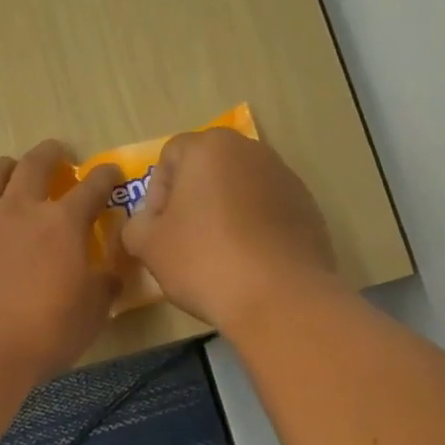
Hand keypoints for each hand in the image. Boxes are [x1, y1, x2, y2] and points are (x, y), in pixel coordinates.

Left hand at [0, 141, 123, 382]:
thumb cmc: (41, 335)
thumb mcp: (90, 316)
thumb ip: (102, 287)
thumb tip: (109, 275)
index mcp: (62, 224)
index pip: (92, 188)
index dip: (104, 176)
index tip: (110, 172)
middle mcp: (18, 209)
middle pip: (35, 164)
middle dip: (50, 154)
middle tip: (57, 156)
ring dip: (4, 168)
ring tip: (9, 172)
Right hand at [119, 129, 336, 331]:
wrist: (280, 297)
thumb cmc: (204, 261)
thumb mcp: (148, 246)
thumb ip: (136, 225)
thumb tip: (146, 223)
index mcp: (210, 147)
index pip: (170, 157)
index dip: (156, 194)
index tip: (159, 230)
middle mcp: (252, 151)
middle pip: (208, 169)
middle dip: (192, 200)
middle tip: (184, 241)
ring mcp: (286, 178)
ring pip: (239, 190)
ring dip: (224, 213)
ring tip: (218, 256)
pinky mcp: (309, 209)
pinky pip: (267, 211)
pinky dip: (253, 228)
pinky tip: (248, 264)